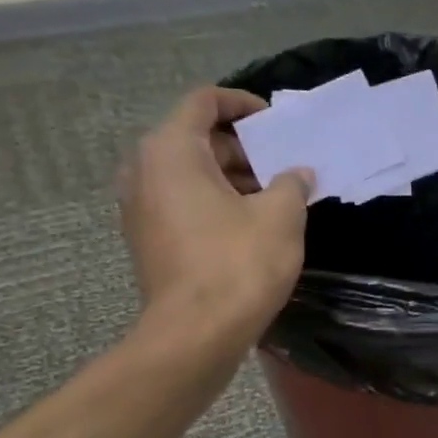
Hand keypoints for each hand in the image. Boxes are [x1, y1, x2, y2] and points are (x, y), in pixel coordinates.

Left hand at [119, 87, 313, 332]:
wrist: (195, 334)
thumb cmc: (239, 263)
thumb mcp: (281, 216)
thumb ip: (291, 183)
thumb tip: (297, 174)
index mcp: (171, 151)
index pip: (204, 102)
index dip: (242, 104)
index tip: (275, 123)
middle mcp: (144, 171)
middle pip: (195, 138)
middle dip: (242, 146)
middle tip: (282, 163)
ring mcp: (140, 207)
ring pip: (189, 172)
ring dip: (231, 176)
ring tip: (274, 195)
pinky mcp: (147, 239)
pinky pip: (182, 201)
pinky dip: (214, 200)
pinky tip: (251, 223)